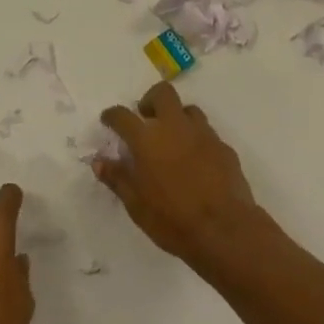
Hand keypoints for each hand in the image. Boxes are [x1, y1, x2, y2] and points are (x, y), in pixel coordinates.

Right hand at [96, 83, 265, 270]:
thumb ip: (117, 178)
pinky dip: (196, 139)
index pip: (123, 115)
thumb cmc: (172, 219)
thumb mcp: (135, 204)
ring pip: (188, 110)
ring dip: (177, 118)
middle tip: (146, 119)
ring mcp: (203, 134)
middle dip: (150, 100)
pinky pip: (207, 133)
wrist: (224, 230)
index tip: (109, 120)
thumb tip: (99, 162)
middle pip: (162, 93)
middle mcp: (175, 127)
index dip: (112, 115)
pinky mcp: (224, 147)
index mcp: (147, 139)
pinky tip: (196, 161)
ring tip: (172, 140)